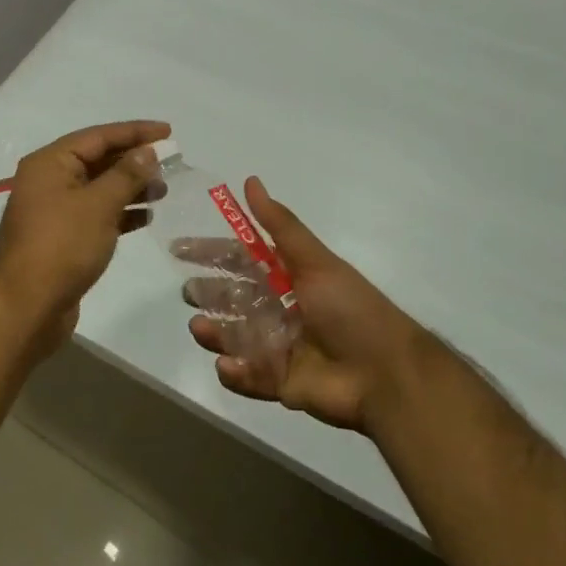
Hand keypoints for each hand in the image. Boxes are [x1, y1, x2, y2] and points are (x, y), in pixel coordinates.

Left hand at [0, 120, 170, 336]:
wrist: (26, 307)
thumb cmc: (62, 246)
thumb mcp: (98, 205)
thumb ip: (126, 175)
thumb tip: (147, 152)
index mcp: (50, 163)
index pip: (98, 136)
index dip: (134, 132)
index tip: (168, 131)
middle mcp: (49, 181)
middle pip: (97, 160)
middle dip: (134, 160)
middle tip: (171, 162)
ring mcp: (54, 211)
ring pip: (99, 189)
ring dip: (130, 187)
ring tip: (163, 191)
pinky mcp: (62, 238)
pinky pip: (96, 214)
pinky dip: (120, 213)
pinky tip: (146, 217)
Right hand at [178, 177, 433, 433]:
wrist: (385, 374)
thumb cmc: (350, 310)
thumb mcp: (315, 261)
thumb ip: (279, 225)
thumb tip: (250, 181)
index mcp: (289, 278)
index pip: (241, 260)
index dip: (211, 253)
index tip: (180, 249)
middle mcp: (280, 310)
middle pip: (233, 299)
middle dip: (208, 295)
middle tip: (189, 293)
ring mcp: (279, 348)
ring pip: (234, 337)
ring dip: (214, 332)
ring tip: (200, 327)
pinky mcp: (280, 384)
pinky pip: (248, 376)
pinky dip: (235, 372)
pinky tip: (227, 364)